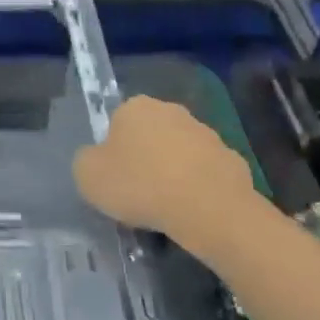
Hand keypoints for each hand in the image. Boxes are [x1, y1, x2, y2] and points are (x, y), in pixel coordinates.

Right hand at [73, 95, 257, 237]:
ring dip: (172, 173)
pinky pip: (204, 174)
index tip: (113, 177)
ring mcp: (206, 134)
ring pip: (179, 154)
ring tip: (164, 209)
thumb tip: (98, 159)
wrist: (208, 208)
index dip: (112, 151)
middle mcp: (172, 110)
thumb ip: (87, 160)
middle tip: (136, 193)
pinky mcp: (232, 159)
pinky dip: (196, 189)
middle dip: (144, 158)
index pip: (116, 122)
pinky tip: (191, 213)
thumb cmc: (140, 185)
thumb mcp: (87, 175)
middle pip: (150, 135)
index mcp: (135, 107)